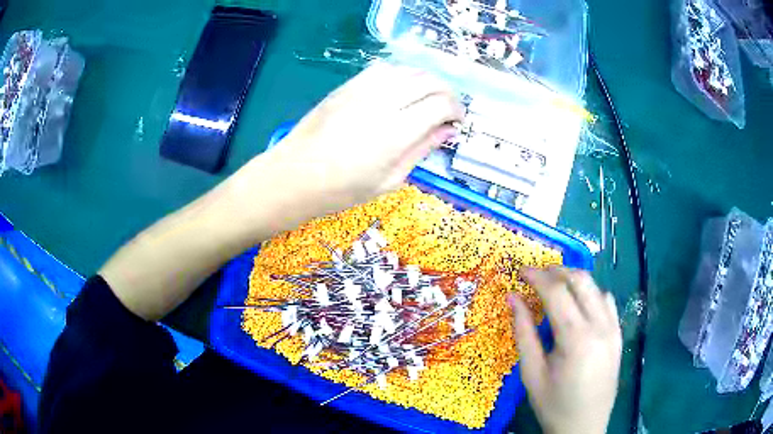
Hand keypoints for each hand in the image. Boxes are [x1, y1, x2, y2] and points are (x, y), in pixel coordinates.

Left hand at [263, 62, 463, 215]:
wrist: (295, 175)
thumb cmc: (342, 189)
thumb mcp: (389, 180)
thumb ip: (421, 150)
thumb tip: (447, 130)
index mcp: (396, 132)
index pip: (440, 104)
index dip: (456, 109)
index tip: (457, 120)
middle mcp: (382, 102)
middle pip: (427, 81)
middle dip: (446, 92)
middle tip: (447, 108)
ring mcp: (362, 90)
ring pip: (406, 70)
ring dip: (424, 80)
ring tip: (425, 98)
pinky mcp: (347, 86)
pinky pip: (382, 69)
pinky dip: (399, 75)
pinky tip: (398, 89)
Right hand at [507, 267, 621, 433]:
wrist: (584, 426)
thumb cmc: (553, 404)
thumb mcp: (531, 373)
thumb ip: (523, 332)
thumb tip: (512, 298)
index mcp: (576, 339)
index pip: (557, 292)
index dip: (537, 277)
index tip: (520, 272)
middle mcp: (600, 326)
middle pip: (580, 281)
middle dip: (557, 271)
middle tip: (536, 276)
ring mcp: (613, 329)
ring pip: (596, 287)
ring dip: (574, 280)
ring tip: (555, 288)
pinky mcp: (618, 334)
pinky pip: (607, 302)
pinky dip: (591, 294)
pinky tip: (579, 305)